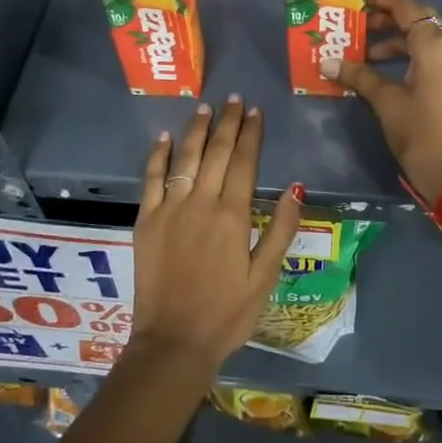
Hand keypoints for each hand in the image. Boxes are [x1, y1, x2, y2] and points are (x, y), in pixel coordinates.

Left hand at [132, 96, 301, 372]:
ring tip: (205, 107)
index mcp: (233, 216)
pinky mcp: (146, 221)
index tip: (255, 111)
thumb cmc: (227, 314)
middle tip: (233, 99)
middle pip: (215, 153)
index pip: (244, 162)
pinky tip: (165, 137)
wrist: (173, 343)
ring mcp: (169, 210)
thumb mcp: (265, 277)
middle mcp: (201, 203)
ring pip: (184, 158)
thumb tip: (296, 187)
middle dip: (227, 123)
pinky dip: (158, 155)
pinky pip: (151, 179)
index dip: (251, 134)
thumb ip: (280, 230)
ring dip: (196, 130)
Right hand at [325, 0, 441, 207]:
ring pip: (428, 39)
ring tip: (366, 53)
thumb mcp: (385, 101)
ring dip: (398, 40)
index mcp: (436, 44)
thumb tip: (327, 62)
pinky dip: (411, 56)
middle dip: (389, 19)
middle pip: (420, 20)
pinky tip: (387, 71)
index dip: (382, 0)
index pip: (408, 8)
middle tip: (359, 24)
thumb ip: (359, 76)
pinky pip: (435, 57)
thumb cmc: (420, 132)